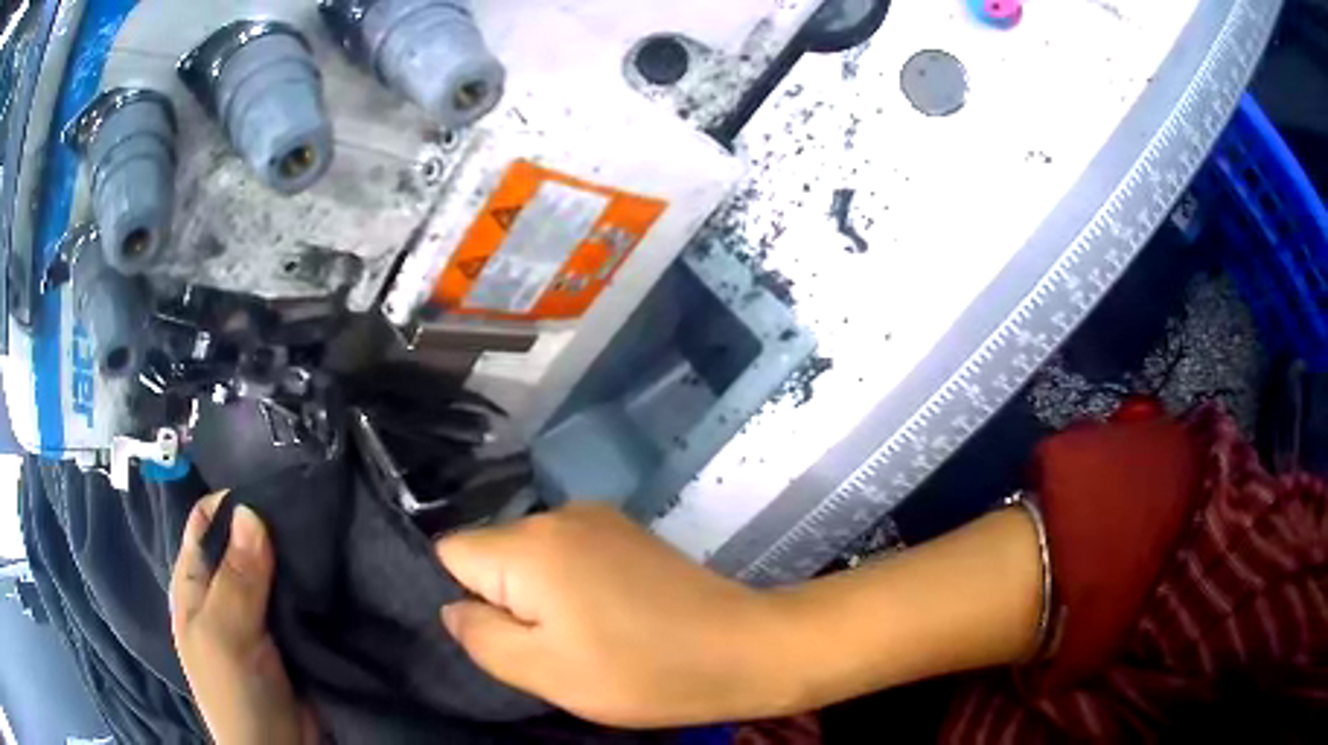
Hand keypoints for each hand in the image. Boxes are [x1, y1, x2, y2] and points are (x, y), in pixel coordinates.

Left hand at [170, 494, 317, 744]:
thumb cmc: (235, 693)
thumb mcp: (224, 635)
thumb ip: (235, 579)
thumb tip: (251, 510)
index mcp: (195, 583)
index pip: (207, 522)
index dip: (233, 501)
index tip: (274, 485)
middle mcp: (225, 590)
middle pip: (245, 540)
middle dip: (272, 524)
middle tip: (310, 506)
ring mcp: (261, 612)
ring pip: (277, 566)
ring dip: (297, 553)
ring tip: (329, 528)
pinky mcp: (294, 631)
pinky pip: (302, 596)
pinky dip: (315, 581)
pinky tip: (335, 566)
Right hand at [437, 504, 798, 727]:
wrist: (743, 649)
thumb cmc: (640, 670)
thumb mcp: (543, 671)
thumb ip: (479, 635)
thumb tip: (452, 607)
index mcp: (529, 543)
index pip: (450, 554)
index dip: (464, 600)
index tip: (498, 639)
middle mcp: (558, 514)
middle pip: (492, 555)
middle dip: (501, 602)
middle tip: (545, 650)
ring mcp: (598, 518)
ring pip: (529, 558)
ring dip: (537, 597)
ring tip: (580, 638)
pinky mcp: (627, 532)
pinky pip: (566, 555)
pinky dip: (569, 586)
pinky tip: (607, 618)